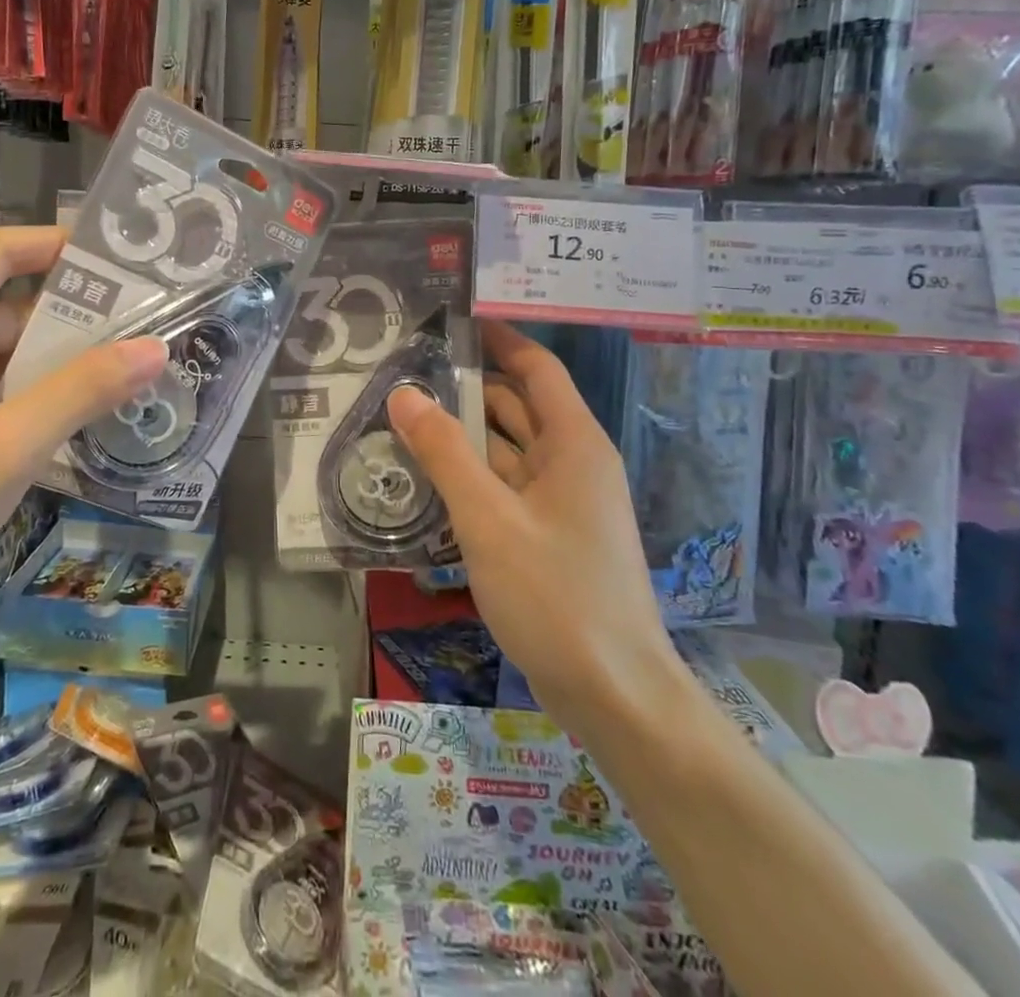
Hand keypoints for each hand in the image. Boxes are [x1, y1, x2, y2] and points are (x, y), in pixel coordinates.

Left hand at [0, 227, 167, 634]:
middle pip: (5, 305)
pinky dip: (25, 397)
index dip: (57, 244)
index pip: (0, 252)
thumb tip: (155, 346)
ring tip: (122, 375)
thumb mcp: (6, 448)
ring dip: (53, 362)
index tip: (120, 259)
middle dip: (73, 314)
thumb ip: (81, 391)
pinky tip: (67, 423)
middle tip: (143, 329)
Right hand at [387, 321, 677, 715]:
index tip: (451, 322)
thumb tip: (403, 393)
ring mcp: (564, 502)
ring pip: (508, 450)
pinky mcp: (551, 536)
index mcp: (574, 443)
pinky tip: (428, 479)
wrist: (616, 697)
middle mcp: (573, 463)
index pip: (536, 368)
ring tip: (404, 420)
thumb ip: (444, 453)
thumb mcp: (489, 520)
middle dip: (466, 388)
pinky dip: (471, 476)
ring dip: (463, 436)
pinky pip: (506, 488)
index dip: (499, 340)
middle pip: (517, 406)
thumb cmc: (556, 596)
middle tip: (406, 374)